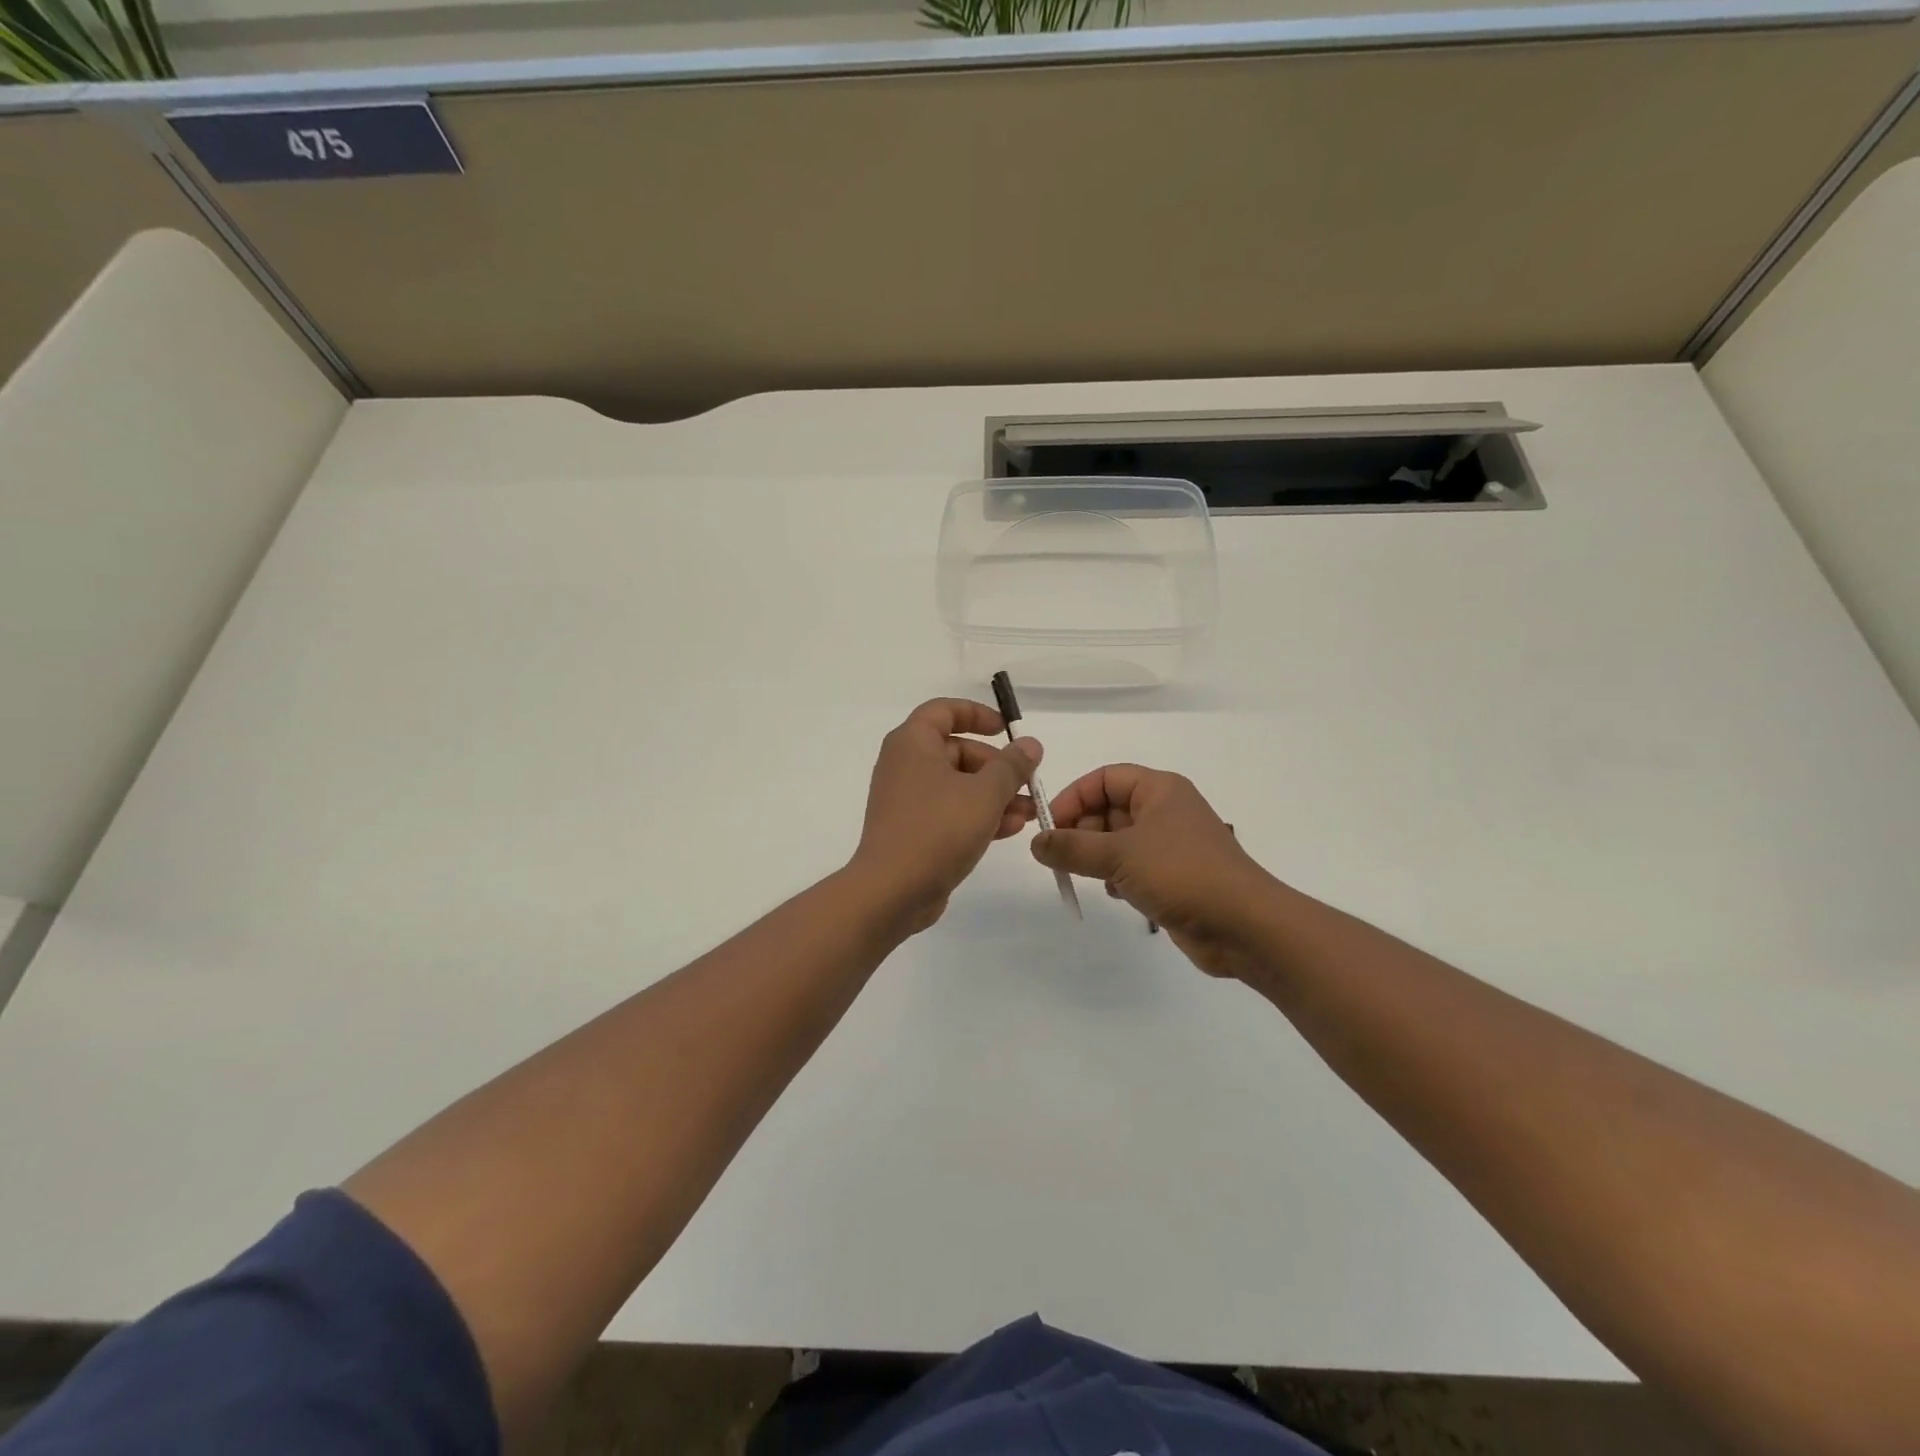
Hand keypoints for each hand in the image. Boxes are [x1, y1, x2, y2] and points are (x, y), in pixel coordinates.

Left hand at [849, 699, 1042, 933]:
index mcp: (913, 743)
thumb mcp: (985, 793)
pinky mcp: (912, 830)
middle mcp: (905, 765)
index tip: (1007, 730)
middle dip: (997, 767)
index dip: (978, 714)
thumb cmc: (938, 829)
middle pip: (957, 751)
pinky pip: (949, 811)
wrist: (892, 891)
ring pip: (958, 785)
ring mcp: (907, 799)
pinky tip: (1010, 830)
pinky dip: (977, 815)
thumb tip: (1029, 744)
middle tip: (1028, 783)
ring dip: (994, 795)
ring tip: (1029, 813)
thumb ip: (1011, 766)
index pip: (944, 710)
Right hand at [1033, 765, 1278, 979]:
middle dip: (1082, 830)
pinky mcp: (1174, 876)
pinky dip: (1117, 876)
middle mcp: (1166, 810)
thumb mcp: (1119, 855)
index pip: (1104, 778)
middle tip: (1060, 856)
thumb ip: (1072, 847)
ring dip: (1097, 856)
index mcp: (1159, 789)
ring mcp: (1171, 845)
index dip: (1073, 797)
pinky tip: (1116, 894)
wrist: (1245, 925)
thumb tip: (1036, 843)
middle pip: (1109, 808)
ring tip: (1085, 876)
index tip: (1049, 826)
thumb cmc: (1182, 874)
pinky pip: (1133, 866)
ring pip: (1119, 840)